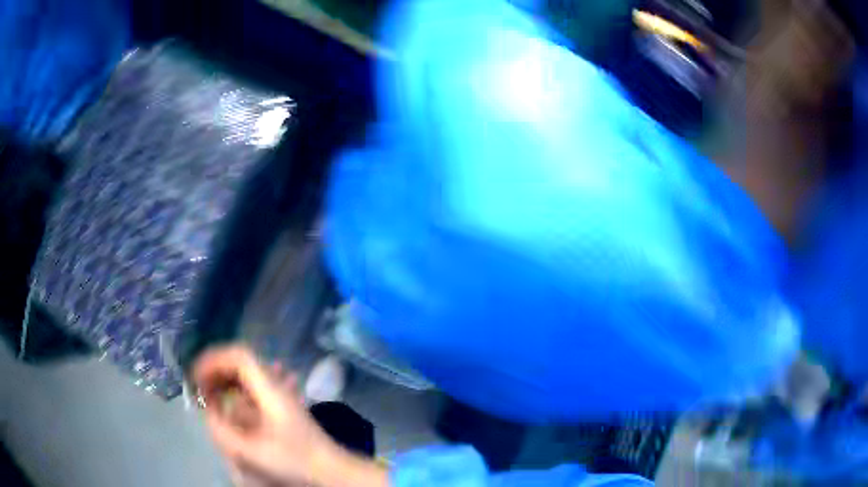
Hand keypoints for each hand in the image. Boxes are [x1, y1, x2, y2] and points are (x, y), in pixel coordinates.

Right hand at [193, 346, 339, 485]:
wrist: (332, 470)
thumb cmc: (294, 460)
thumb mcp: (253, 450)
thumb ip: (223, 430)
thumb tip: (207, 410)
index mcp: (270, 389)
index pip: (240, 356)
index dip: (214, 360)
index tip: (197, 376)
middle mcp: (276, 386)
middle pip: (242, 363)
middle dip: (217, 370)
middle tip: (199, 388)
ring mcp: (281, 396)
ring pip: (247, 376)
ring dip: (226, 381)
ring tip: (209, 395)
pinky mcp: (282, 408)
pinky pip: (254, 390)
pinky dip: (237, 392)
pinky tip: (229, 405)